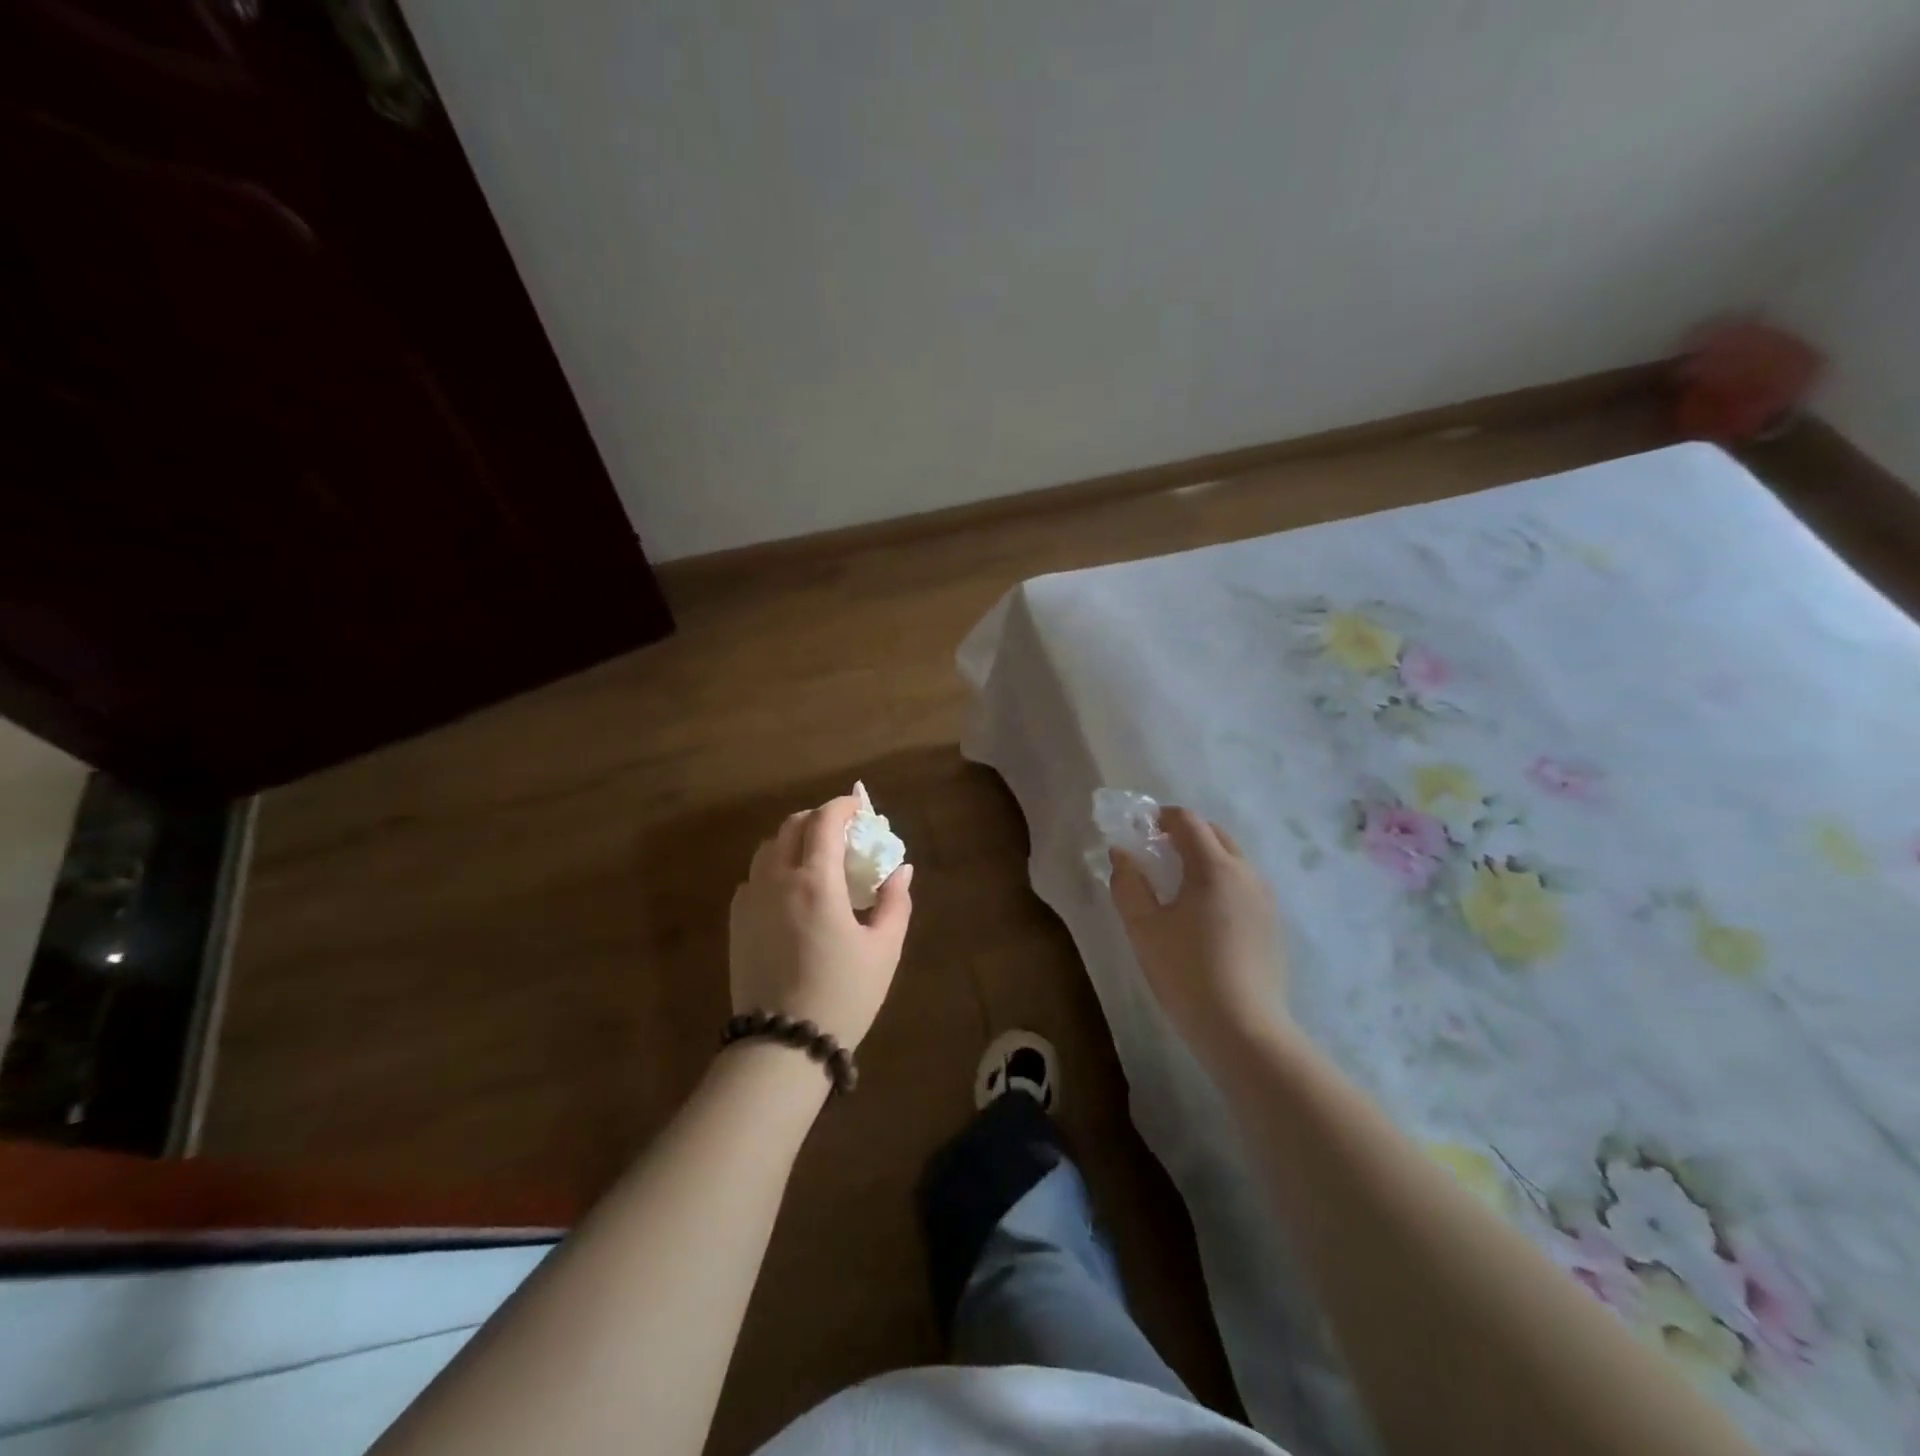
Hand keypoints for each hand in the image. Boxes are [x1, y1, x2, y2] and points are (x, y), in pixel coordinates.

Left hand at [728, 796, 913, 1049]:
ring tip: (817, 860)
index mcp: (816, 881)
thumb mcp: (884, 949)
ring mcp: (750, 900)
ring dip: (794, 840)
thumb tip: (901, 870)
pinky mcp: (736, 922)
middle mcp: (777, 879)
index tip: (860, 807)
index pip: (825, 821)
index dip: (844, 805)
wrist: (783, 1045)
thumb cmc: (843, 994)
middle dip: (819, 819)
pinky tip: (791, 893)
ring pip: (768, 848)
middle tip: (843, 834)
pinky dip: (775, 868)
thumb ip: (894, 902)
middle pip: (792, 826)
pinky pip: (754, 877)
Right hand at [1110, 808, 1286, 1058]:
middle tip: (1156, 854)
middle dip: (1185, 835)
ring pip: (1232, 861)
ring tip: (1178, 886)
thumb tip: (1122, 853)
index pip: (1188, 821)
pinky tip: (1203, 916)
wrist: (1242, 1028)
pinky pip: (1243, 886)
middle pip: (1215, 835)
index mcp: (1214, 866)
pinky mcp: (1272, 925)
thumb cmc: (1185, 971)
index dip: (1162, 817)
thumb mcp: (1143, 927)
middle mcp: (1246, 873)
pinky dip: (1221, 883)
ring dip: (1204, 858)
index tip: (1141, 830)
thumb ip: (1128, 883)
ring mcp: (1265, 900)